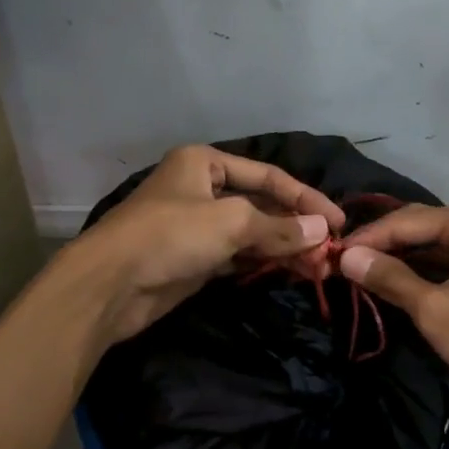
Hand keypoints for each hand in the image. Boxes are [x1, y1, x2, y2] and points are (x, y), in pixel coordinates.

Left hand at [67, 146, 347, 344]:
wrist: (110, 285)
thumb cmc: (170, 236)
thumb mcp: (231, 223)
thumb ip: (279, 228)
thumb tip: (323, 231)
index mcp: (203, 163)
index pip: (268, 176)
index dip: (305, 198)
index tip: (338, 222)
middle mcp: (200, 188)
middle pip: (260, 205)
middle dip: (295, 227)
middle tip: (330, 253)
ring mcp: (196, 226)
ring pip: (250, 233)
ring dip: (283, 248)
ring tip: (318, 267)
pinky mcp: (193, 259)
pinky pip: (237, 255)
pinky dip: (262, 262)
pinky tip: (289, 271)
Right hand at [339, 203, 448, 421]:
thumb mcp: (433, 309)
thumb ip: (389, 277)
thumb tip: (347, 256)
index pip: (404, 220)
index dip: (366, 239)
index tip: (331, 256)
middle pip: (420, 226)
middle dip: (382, 245)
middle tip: (344, 265)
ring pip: (435, 245)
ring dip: (402, 259)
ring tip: (364, 275)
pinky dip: (425, 270)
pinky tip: (399, 284)